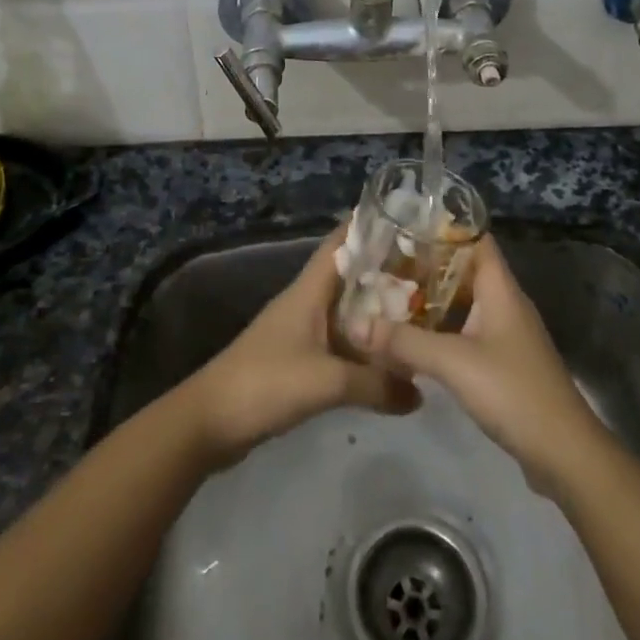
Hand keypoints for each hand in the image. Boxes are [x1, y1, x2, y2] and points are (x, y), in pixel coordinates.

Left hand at [184, 221, 418, 467]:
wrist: (210, 421)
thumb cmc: (266, 383)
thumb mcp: (327, 382)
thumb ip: (376, 383)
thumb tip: (420, 391)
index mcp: (308, 291)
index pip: (340, 244)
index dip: (367, 226)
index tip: (404, 217)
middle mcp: (306, 303)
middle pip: (349, 276)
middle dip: (384, 270)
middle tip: (428, 269)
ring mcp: (301, 332)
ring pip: (346, 310)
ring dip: (376, 309)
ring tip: (419, 309)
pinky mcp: (299, 361)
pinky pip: (340, 342)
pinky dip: (363, 343)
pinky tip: (388, 356)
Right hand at [360, 235, 608, 496]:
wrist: (563, 452)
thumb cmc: (512, 391)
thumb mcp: (453, 362)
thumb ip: (404, 341)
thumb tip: (355, 325)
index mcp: (500, 288)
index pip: (475, 239)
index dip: (442, 227)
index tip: (403, 225)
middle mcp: (504, 303)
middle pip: (463, 270)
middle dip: (425, 266)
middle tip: (383, 263)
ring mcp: (504, 334)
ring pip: (462, 303)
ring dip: (429, 300)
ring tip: (388, 295)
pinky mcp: (501, 362)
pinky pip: (465, 331)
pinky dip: (439, 329)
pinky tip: (411, 338)